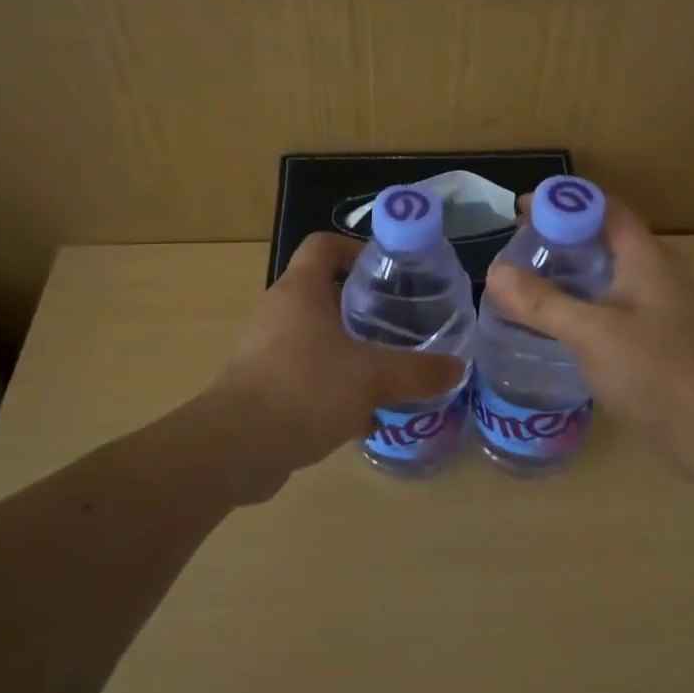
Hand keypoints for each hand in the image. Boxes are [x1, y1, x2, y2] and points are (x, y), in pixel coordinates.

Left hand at [209, 232, 465, 473]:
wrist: (236, 448)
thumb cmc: (305, 390)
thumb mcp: (372, 378)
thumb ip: (417, 372)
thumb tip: (457, 369)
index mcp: (300, 291)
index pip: (324, 245)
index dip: (356, 248)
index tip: (390, 270)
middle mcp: (279, 312)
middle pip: (325, 293)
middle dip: (364, 307)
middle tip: (402, 324)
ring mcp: (266, 350)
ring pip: (318, 338)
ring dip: (351, 350)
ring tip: (388, 369)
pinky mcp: (262, 386)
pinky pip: (306, 373)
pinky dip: (333, 385)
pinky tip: (362, 413)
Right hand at [483, 196, 693, 468]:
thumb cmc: (652, 370)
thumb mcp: (590, 332)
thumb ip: (541, 302)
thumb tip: (494, 272)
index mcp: (647, 256)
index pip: (603, 208)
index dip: (562, 202)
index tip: (520, 212)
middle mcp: (657, 270)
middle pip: (604, 237)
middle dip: (560, 236)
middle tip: (517, 248)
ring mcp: (660, 303)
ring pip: (609, 270)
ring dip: (571, 269)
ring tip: (528, 279)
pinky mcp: (656, 333)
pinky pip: (613, 300)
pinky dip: (584, 298)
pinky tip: (557, 318)